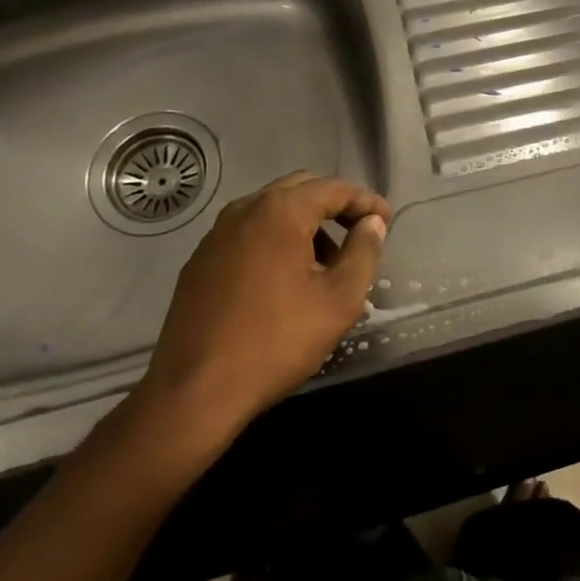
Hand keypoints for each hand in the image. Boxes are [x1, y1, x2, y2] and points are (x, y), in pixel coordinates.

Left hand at [134, 171, 389, 439]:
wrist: (194, 392)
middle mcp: (245, 209)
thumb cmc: (275, 342)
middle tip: (359, 234)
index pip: (333, 188)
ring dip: (304, 224)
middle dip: (334, 206)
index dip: (365, 201)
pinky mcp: (200, 260)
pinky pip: (248, 233)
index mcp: (280, 211)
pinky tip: (284, 280)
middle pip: (300, 189)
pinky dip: (275, 240)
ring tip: (325, 264)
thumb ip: (363, 253)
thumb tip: (372, 224)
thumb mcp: (338, 301)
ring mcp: (217, 234)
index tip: (385, 221)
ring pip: (271, 210)